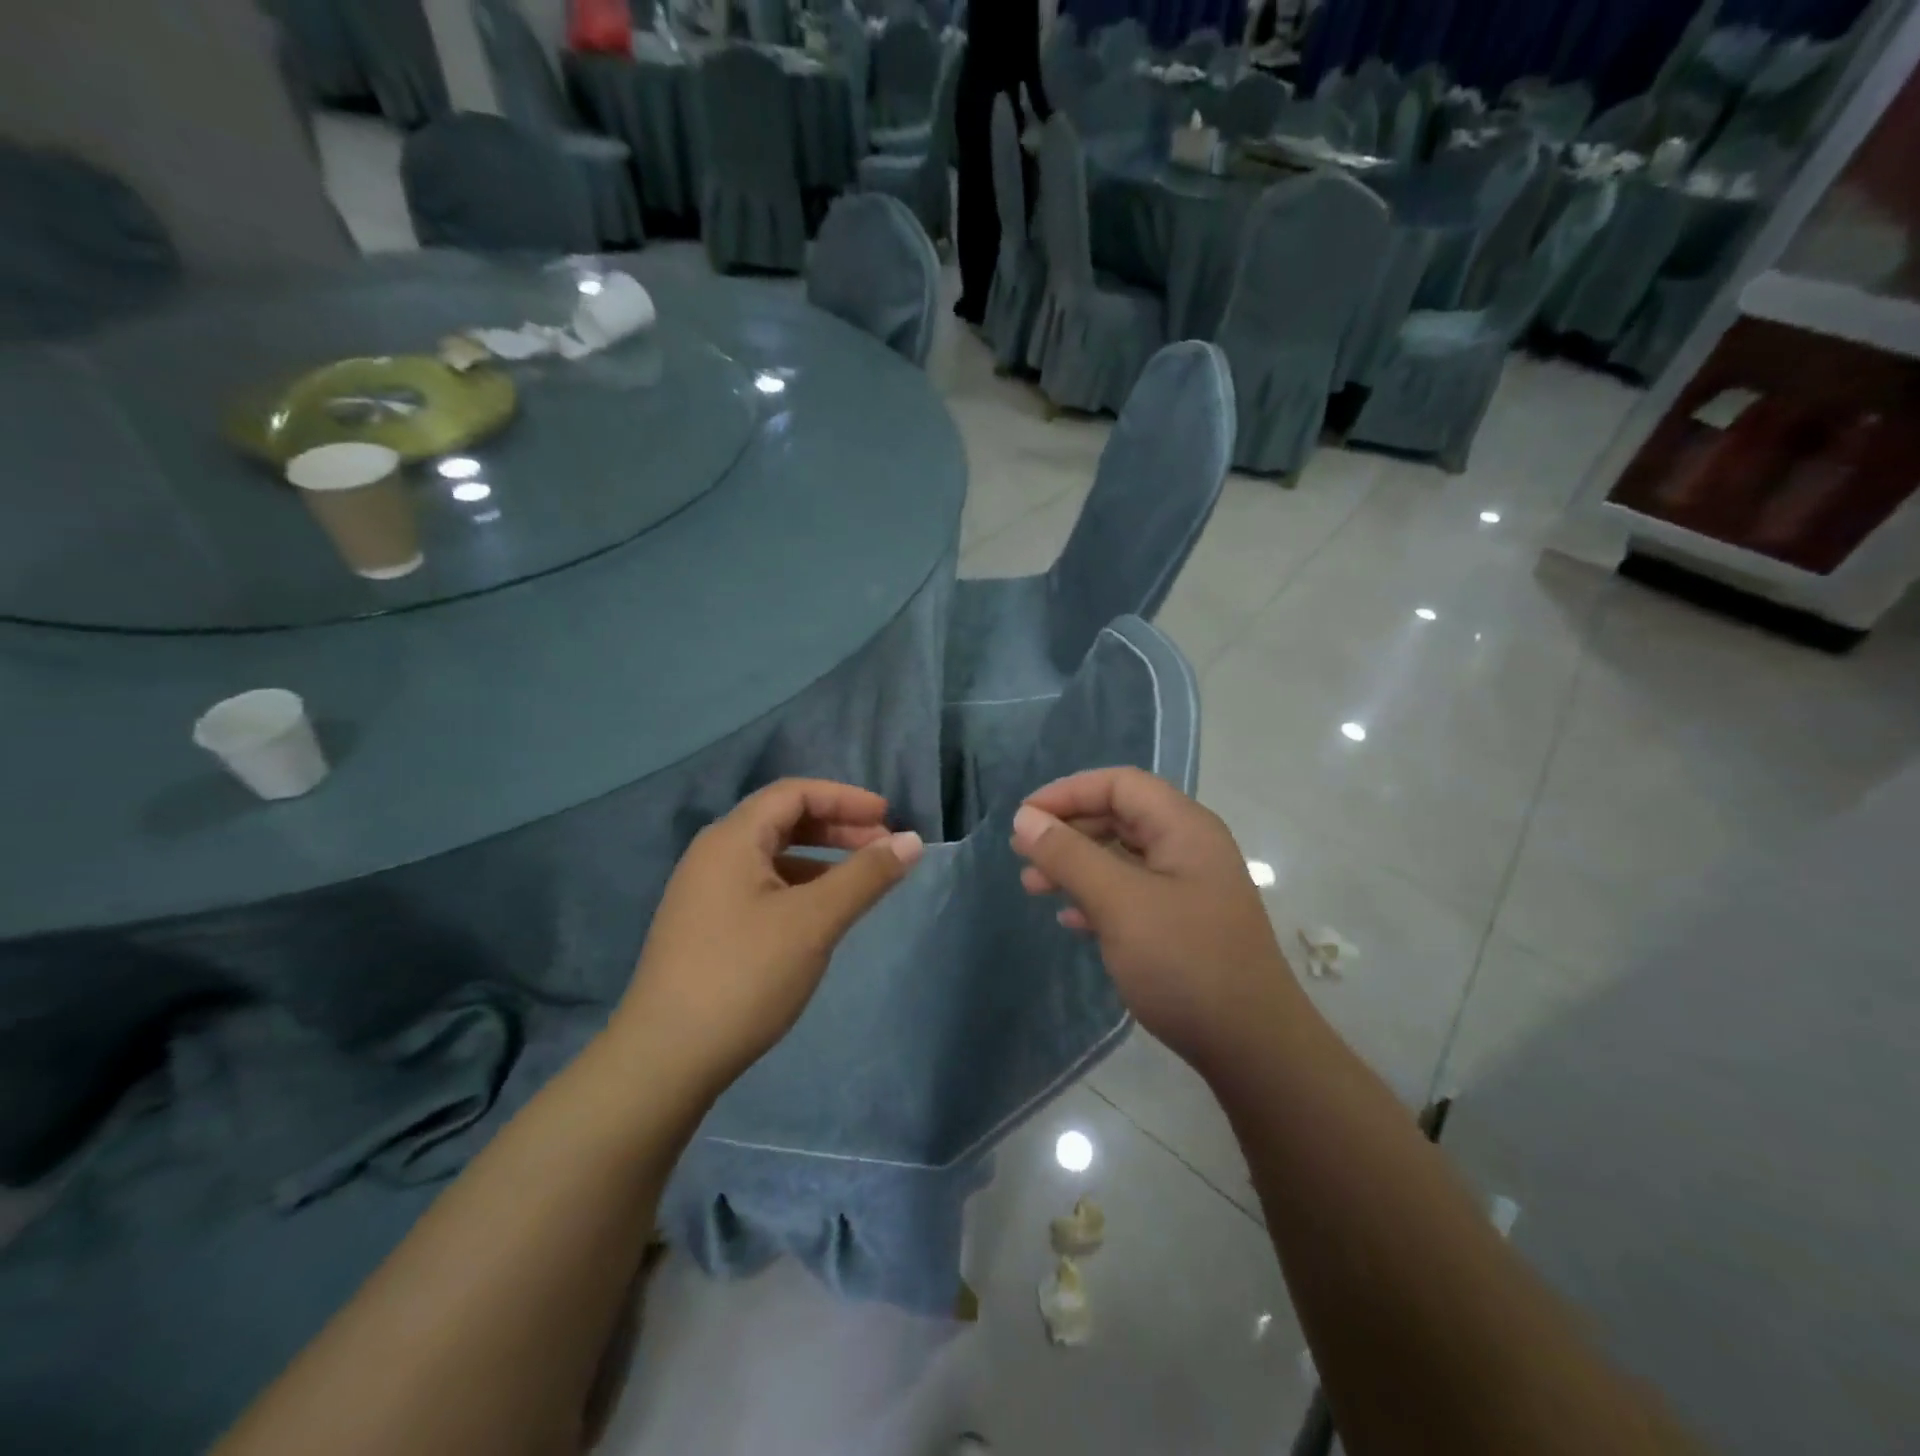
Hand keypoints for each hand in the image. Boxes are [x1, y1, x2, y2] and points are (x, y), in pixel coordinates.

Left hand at [614, 780, 922, 1091]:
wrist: (665, 1060)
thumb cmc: (744, 976)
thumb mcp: (814, 921)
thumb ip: (866, 876)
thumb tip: (913, 841)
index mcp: (731, 839)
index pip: (794, 793)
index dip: (845, 798)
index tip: (888, 818)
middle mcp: (713, 855)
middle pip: (782, 820)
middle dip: (837, 827)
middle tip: (882, 847)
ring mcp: (705, 892)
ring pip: (772, 856)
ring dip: (820, 858)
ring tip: (859, 880)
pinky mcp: (705, 926)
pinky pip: (761, 886)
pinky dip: (799, 886)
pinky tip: (819, 914)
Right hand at [1010, 768, 1301, 1078]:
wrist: (1252, 1047)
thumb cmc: (1185, 962)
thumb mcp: (1120, 903)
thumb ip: (1070, 856)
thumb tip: (1025, 818)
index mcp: (1184, 828)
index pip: (1120, 784)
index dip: (1068, 792)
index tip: (1025, 819)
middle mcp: (1189, 847)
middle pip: (1120, 817)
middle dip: (1068, 830)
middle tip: (1023, 855)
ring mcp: (1188, 887)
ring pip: (1122, 857)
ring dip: (1076, 865)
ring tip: (1034, 887)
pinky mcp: (1183, 923)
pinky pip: (1131, 893)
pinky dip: (1097, 897)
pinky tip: (1071, 919)